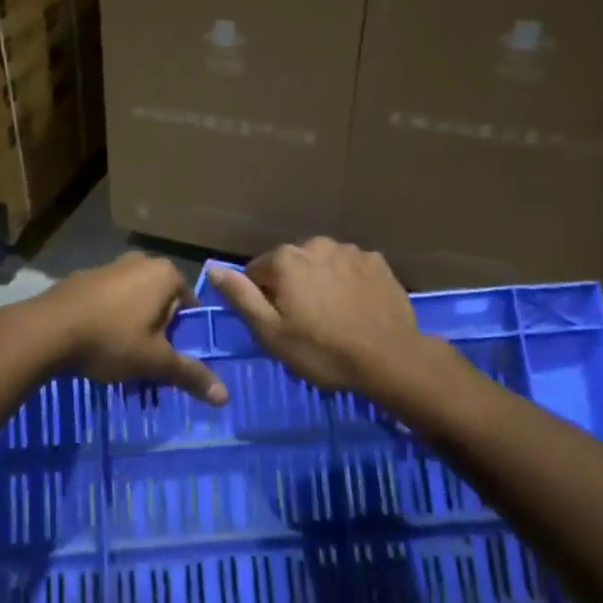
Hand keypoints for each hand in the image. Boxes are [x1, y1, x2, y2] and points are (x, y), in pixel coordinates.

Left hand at [25, 253, 228, 405]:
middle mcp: (140, 261)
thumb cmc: (111, 339)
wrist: (47, 330)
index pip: (189, 303)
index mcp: (164, 274)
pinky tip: (96, 344)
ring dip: (133, 326)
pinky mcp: (83, 277)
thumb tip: (225, 397)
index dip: (183, 333)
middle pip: (161, 301)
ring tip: (121, 358)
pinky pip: (108, 299)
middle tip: (148, 361)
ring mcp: (109, 266)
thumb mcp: (155, 362)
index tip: (172, 356)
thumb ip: (190, 375)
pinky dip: (108, 318)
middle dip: (158, 330)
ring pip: (133, 300)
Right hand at [209, 238, 465, 401]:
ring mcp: (349, 250)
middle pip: (290, 264)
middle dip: (291, 286)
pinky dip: (347, 281)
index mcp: (285, 260)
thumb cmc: (323, 350)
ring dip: (320, 281)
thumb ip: (241, 297)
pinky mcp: (376, 261)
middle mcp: (315, 244)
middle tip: (304, 322)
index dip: (261, 298)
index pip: (256, 272)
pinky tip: (355, 306)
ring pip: (321, 263)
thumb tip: (212, 269)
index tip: (275, 323)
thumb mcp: (272, 333)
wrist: (390, 358)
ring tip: (332, 314)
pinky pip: (350, 267)